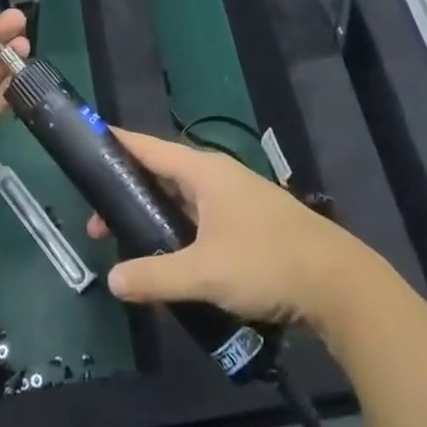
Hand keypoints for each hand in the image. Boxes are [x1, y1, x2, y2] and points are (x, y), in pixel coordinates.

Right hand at [86, 129, 369, 332]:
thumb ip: (156, 276)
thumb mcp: (205, 273)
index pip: (150, 147)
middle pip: (163, 175)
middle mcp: (219, 177)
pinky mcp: (250, 224)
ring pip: (184, 200)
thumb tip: (113, 280)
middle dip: (129, 195)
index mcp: (206, 172)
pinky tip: (171, 260)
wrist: (338, 283)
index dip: (118, 144)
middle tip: (98, 226)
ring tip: (129, 244)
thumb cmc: (267, 263)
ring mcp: (237, 200)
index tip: (89, 143)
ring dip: (155, 217)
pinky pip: (202, 219)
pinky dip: (179, 231)